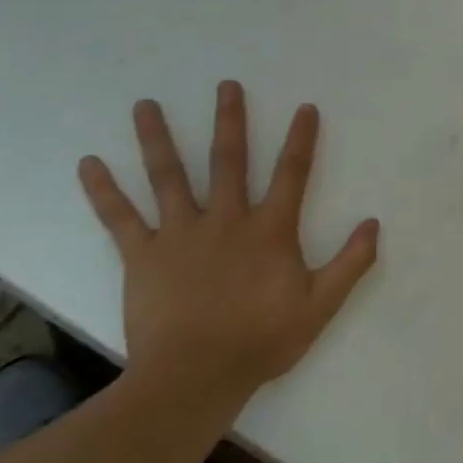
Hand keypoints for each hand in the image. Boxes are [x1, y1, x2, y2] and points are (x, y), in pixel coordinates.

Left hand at [77, 81, 378, 423]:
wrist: (195, 377)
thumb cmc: (262, 339)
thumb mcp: (322, 304)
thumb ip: (351, 262)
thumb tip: (373, 223)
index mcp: (270, 230)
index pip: (292, 174)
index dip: (301, 139)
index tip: (304, 108)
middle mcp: (226, 220)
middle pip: (229, 161)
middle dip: (230, 121)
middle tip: (227, 85)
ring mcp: (180, 235)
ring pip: (168, 177)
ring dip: (158, 139)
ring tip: (145, 105)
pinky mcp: (143, 256)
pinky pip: (120, 218)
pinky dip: (104, 191)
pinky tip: (88, 164)